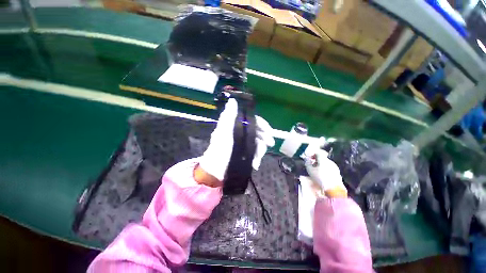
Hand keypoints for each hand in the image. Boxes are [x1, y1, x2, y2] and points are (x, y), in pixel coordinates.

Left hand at [197, 98, 274, 185]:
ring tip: (257, 159)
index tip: (269, 130)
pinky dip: (257, 157)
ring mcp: (243, 144)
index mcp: (235, 126)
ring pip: (258, 142)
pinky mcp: (245, 153)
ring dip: (260, 150)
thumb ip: (228, 117)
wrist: (216, 171)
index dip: (261, 124)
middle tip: (270, 143)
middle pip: (257, 131)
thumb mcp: (223, 133)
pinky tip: (255, 164)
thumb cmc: (219, 150)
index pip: (252, 120)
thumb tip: (232, 100)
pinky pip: (255, 152)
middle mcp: (240, 133)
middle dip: (264, 137)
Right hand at [305, 148, 346, 197]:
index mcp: (323, 159)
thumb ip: (307, 163)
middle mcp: (330, 161)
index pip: (318, 153)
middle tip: (312, 166)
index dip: (313, 155)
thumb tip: (307, 159)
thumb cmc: (320, 177)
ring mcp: (335, 167)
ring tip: (316, 172)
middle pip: (322, 158)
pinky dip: (325, 170)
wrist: (334, 189)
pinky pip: (330, 169)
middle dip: (316, 161)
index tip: (309, 159)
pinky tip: (322, 176)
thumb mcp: (310, 170)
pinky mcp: (338, 173)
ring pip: (326, 164)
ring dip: (321, 166)